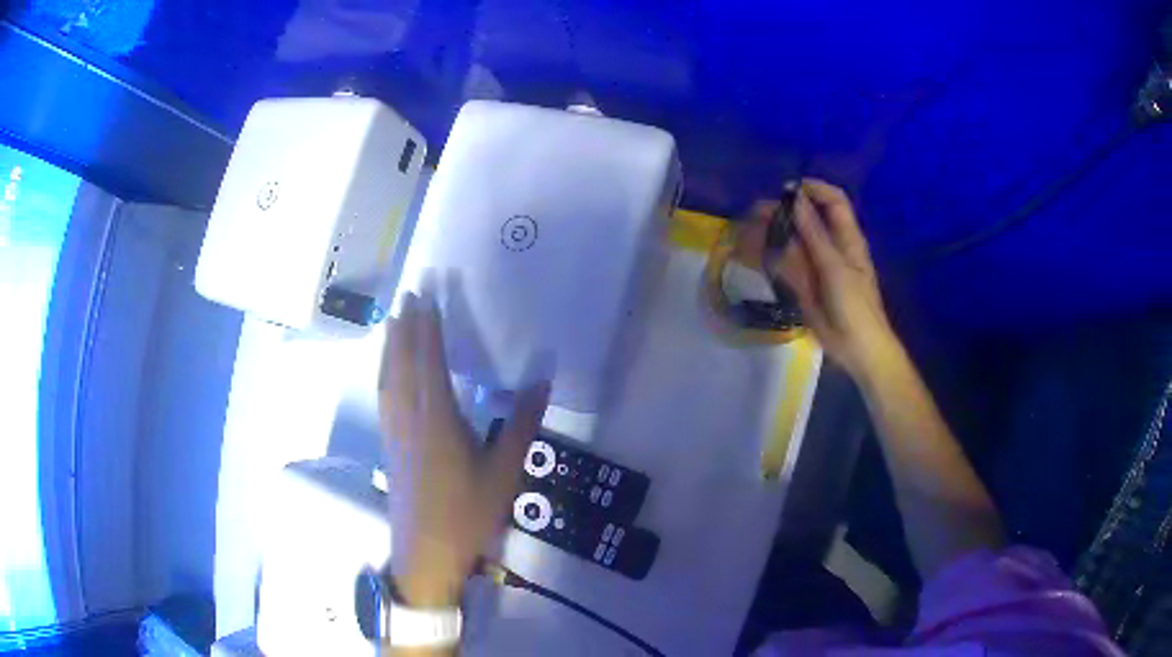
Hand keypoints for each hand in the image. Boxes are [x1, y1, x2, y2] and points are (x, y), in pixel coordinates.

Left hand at [378, 291, 549, 606]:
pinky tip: (386, 371)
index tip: (426, 296)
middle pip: (402, 363)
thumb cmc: (468, 514)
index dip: (427, 327)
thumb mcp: (504, 472)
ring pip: (387, 378)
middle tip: (408, 294)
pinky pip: (383, 396)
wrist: (427, 553)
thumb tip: (541, 379)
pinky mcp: (388, 446)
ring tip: (393, 320)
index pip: (430, 362)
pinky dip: (384, 372)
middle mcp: (410, 418)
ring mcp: (394, 432)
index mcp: (438, 420)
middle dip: (405, 327)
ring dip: (390, 346)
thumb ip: (522, 424)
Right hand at [759, 179, 897, 378]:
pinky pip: (785, 266)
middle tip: (755, 212)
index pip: (833, 201)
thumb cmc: (855, 305)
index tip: (787, 190)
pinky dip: (768, 258)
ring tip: (746, 231)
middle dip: (783, 213)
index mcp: (847, 238)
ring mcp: (816, 267)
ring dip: (771, 235)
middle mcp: (831, 247)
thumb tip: (797, 199)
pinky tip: (750, 255)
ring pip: (792, 242)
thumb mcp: (835, 267)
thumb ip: (814, 233)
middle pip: (808, 220)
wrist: (857, 349)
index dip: (814, 189)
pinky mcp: (805, 286)